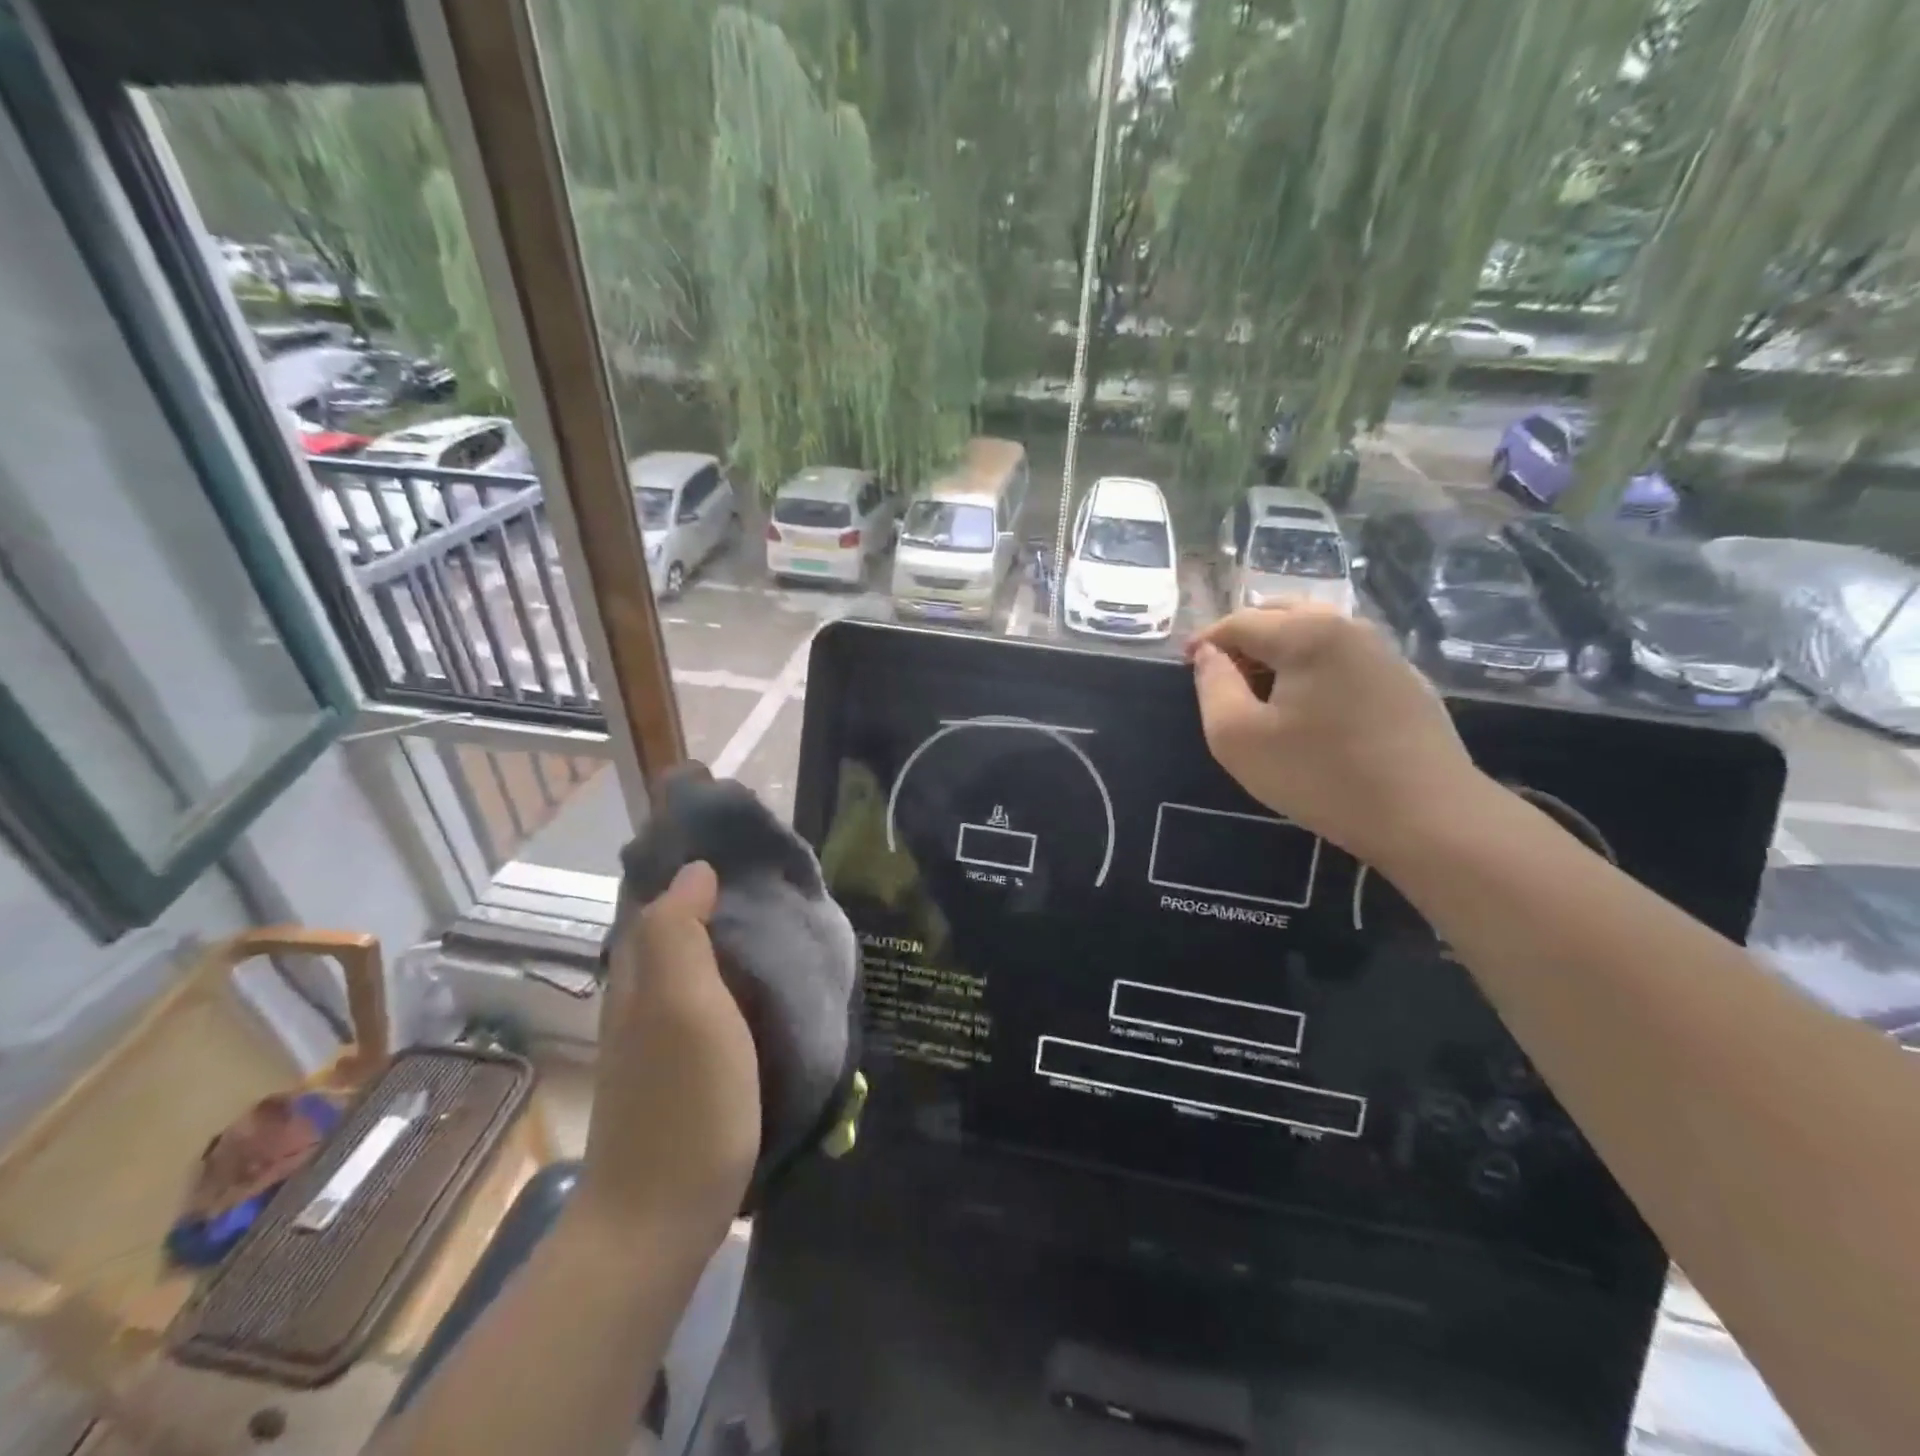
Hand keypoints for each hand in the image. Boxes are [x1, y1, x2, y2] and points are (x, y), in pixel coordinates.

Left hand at [577, 862, 759, 1241]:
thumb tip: (695, 869)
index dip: (697, 868)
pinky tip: (770, 986)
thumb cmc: (684, 1104)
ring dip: (732, 939)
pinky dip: (737, 979)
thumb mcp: (683, 1007)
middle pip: (678, 929)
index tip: (749, 846)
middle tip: (779, 882)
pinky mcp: (683, 1068)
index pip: (661, 899)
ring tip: (784, 923)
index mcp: (642, 975)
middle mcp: (643, 998)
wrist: (659, 1221)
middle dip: (719, 898)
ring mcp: (661, 1037)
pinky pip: (710, 1002)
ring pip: (696, 966)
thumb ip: (680, 934)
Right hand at [1187, 604, 1487, 862]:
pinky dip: (1312, 665)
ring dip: (1279, 650)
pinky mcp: (1404, 679)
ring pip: (1315, 632)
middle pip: (1280, 614)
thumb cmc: (1319, 775)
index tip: (1185, 664)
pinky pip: (1342, 655)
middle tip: (1221, 673)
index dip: (1206, 640)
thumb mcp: (1238, 737)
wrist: (1427, 816)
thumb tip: (1209, 655)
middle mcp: (1348, 627)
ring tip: (1260, 689)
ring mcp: (1382, 651)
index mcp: (1306, 633)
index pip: (1240, 622)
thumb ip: (1212, 686)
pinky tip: (1308, 704)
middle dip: (1243, 637)